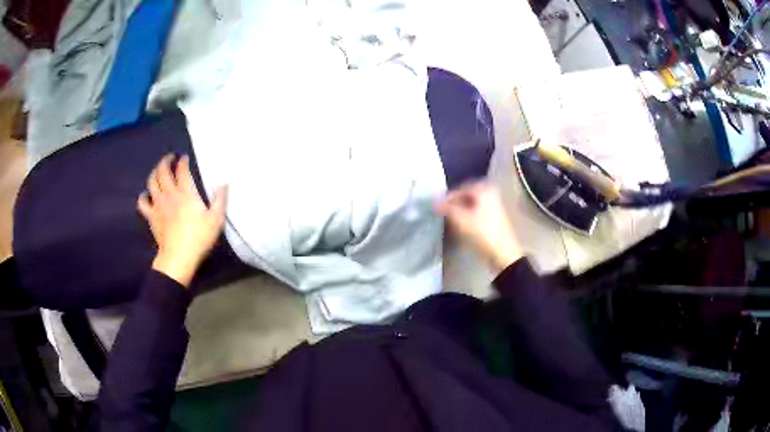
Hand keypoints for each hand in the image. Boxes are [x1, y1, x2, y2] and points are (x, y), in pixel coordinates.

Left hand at [137, 154, 227, 286]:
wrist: (178, 257)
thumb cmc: (199, 238)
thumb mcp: (216, 219)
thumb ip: (220, 199)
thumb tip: (224, 183)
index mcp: (186, 192)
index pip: (182, 170)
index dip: (183, 161)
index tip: (184, 157)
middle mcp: (170, 194)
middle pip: (163, 171)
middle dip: (166, 161)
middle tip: (170, 158)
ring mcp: (158, 204)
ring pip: (152, 182)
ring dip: (154, 173)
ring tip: (158, 170)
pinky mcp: (151, 216)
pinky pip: (142, 202)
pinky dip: (143, 196)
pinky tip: (146, 195)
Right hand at [437, 182, 522, 272]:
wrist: (503, 253)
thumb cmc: (482, 233)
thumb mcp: (461, 219)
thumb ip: (446, 208)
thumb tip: (435, 203)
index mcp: (484, 189)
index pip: (459, 189)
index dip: (446, 199)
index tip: (435, 208)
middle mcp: (490, 192)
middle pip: (466, 195)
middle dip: (453, 204)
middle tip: (442, 213)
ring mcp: (494, 204)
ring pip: (471, 204)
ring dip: (460, 210)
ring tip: (450, 220)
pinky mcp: (495, 215)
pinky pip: (477, 210)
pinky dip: (468, 215)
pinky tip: (461, 224)